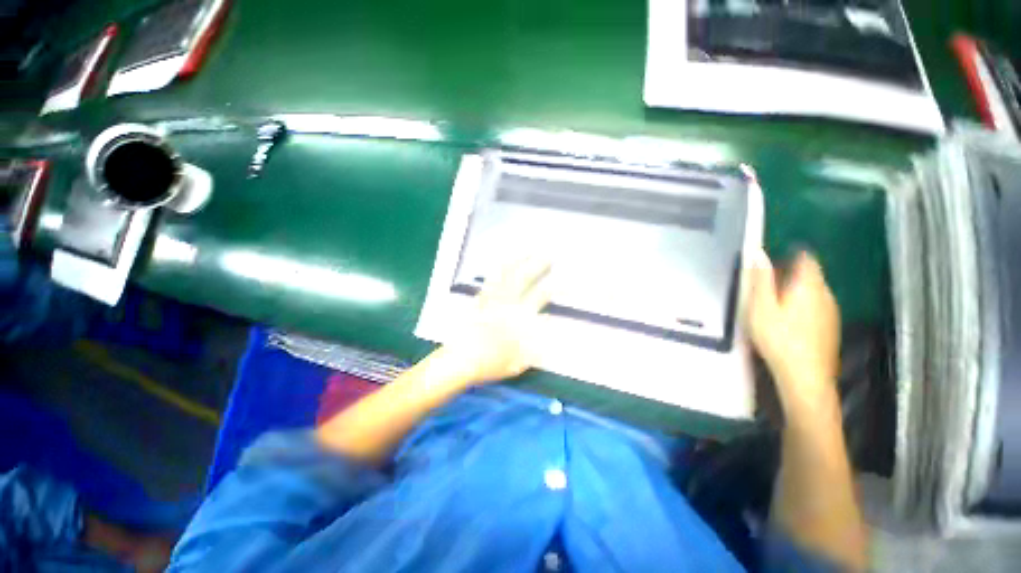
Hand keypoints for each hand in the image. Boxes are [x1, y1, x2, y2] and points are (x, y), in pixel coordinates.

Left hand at [444, 257, 551, 384]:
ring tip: (526, 250)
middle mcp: (508, 303)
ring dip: (517, 261)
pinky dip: (497, 270)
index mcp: (520, 317)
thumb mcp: (520, 359)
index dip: (555, 288)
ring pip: (506, 275)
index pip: (541, 296)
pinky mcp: (480, 300)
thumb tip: (548, 323)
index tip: (565, 281)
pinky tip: (502, 262)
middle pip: (524, 279)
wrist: (462, 360)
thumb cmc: (491, 362)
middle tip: (548, 254)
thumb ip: (536, 343)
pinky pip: (490, 281)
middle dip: (538, 265)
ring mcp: (493, 299)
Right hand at [746, 250, 840, 411]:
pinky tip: (788, 322)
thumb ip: (761, 279)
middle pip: (811, 275)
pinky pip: (817, 306)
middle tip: (765, 287)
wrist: (805, 377)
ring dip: (796, 291)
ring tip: (773, 305)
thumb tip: (758, 253)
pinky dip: (803, 306)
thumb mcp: (761, 307)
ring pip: (814, 292)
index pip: (806, 258)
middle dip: (790, 275)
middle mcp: (826, 294)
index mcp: (809, 286)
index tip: (771, 263)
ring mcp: (832, 312)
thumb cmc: (779, 338)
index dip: (790, 255)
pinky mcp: (831, 327)